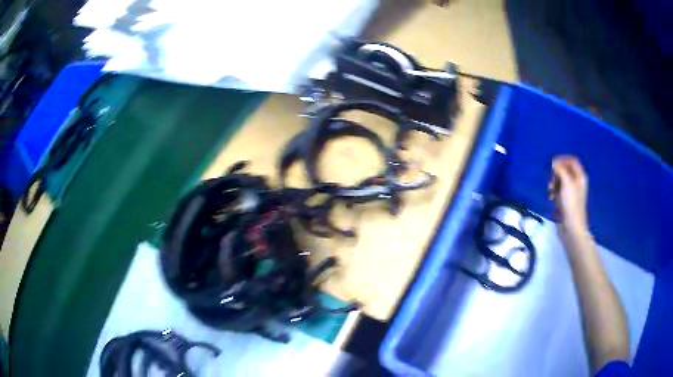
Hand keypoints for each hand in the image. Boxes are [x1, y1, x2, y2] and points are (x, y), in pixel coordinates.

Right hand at [549, 155, 588, 239]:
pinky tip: (551, 198)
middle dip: (556, 173)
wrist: (571, 227)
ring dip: (553, 183)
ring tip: (551, 191)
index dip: (563, 160)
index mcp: (580, 177)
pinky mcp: (565, 201)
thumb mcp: (566, 183)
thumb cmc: (571, 204)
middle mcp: (576, 183)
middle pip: (565, 170)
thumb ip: (560, 170)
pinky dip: (553, 192)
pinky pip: (558, 191)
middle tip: (552, 180)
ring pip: (560, 181)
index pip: (572, 161)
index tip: (553, 165)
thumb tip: (554, 162)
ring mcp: (571, 192)